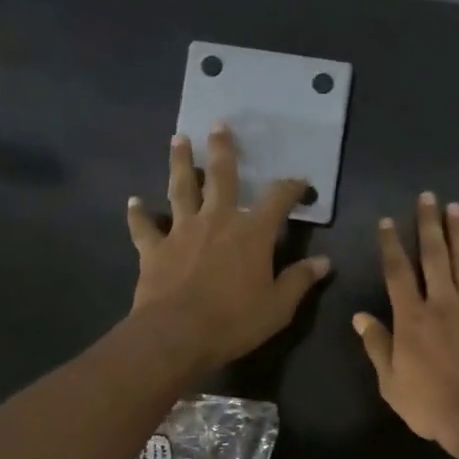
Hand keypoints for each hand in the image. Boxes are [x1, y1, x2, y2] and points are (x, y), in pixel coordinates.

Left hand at [127, 124, 329, 372]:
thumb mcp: (279, 306)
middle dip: (223, 149)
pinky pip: (145, 227)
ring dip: (180, 163)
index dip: (292, 187)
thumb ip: (300, 280)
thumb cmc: (235, 320)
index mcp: (252, 233)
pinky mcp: (155, 249)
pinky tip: (133, 202)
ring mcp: (182, 231)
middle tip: (219, 124)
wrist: (177, 334)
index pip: (278, 199)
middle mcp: (217, 220)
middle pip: (221, 176)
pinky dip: (139, 214)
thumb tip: (324, 262)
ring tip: (179, 139)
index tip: (301, 182)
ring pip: (181, 189)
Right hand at [354, 193, 458, 456]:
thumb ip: (377, 346)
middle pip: (434, 257)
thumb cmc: (430, 405)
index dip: (390, 245)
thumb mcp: (391, 382)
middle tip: (428, 197)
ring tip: (456, 208)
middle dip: (428, 225)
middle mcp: (442, 304)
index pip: (397, 273)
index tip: (387, 221)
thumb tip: (360, 316)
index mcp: (411, 318)